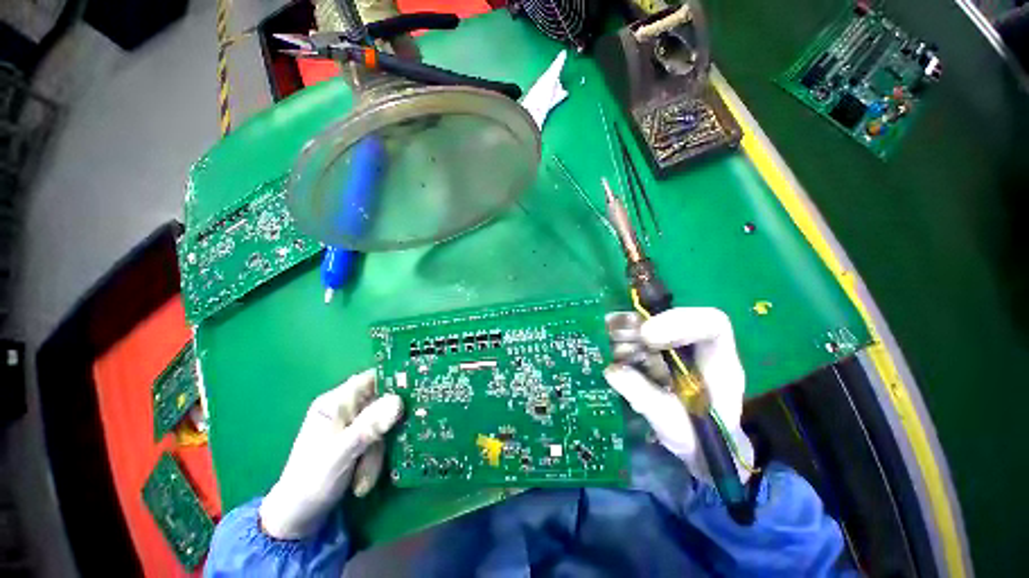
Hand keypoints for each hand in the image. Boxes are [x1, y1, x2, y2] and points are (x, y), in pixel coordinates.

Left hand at [259, 370, 402, 539]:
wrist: (298, 520)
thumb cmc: (312, 482)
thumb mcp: (341, 454)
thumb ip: (369, 426)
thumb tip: (399, 401)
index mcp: (335, 403)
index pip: (371, 379)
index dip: (393, 381)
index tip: (413, 393)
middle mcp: (346, 410)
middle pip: (381, 405)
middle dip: (383, 432)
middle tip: (380, 452)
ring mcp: (353, 426)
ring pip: (383, 426)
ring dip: (377, 453)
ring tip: (363, 479)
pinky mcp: (359, 442)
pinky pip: (380, 441)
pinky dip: (375, 461)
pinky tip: (363, 481)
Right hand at [603, 308, 754, 482]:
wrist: (699, 448)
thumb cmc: (697, 438)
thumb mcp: (674, 426)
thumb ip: (646, 397)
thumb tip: (612, 370)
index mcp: (718, 362)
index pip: (711, 324)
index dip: (680, 322)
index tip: (647, 337)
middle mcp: (696, 348)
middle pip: (672, 318)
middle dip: (640, 324)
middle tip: (615, 337)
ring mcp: (674, 348)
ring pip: (651, 323)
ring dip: (626, 331)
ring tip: (611, 349)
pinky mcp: (655, 354)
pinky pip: (637, 337)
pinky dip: (620, 341)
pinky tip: (611, 354)